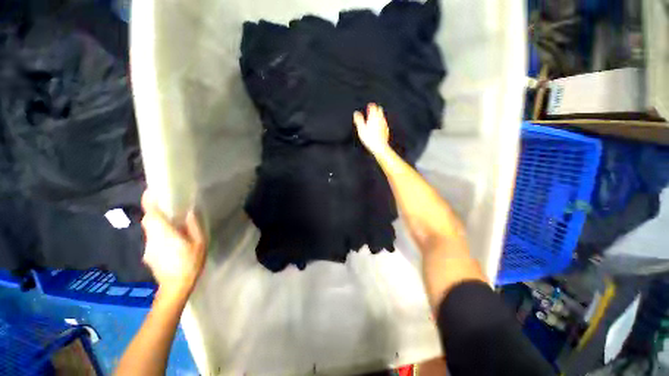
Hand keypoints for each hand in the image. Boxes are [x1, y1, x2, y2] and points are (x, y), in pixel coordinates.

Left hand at [141, 191, 205, 296]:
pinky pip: (152, 238)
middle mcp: (152, 239)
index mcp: (164, 234)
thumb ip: (193, 227)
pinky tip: (171, 240)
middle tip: (167, 206)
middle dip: (154, 211)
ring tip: (172, 223)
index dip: (149, 202)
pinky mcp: (148, 254)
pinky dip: (159, 234)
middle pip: (148, 220)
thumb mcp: (199, 243)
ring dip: (157, 223)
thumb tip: (189, 212)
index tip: (151, 191)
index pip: (151, 214)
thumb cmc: (190, 263)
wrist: (175, 287)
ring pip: (150, 230)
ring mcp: (148, 248)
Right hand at [353, 103, 389, 154]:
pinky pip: (384, 123)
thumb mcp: (361, 129)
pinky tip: (378, 127)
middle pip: (379, 110)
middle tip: (371, 111)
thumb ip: (358, 120)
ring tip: (374, 119)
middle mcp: (380, 119)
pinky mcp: (386, 130)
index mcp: (374, 117)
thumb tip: (356, 113)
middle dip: (375, 109)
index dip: (370, 106)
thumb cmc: (369, 138)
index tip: (369, 106)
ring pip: (382, 116)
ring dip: (378, 116)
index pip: (373, 107)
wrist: (379, 146)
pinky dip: (380, 123)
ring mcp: (384, 124)